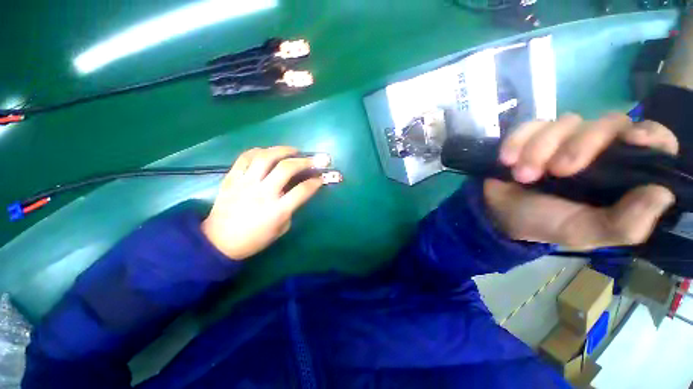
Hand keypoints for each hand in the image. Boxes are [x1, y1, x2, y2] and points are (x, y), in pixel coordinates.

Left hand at [202, 146, 325, 259]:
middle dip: (304, 161)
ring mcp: (245, 184)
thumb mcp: (281, 229)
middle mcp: (263, 193)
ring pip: (265, 158)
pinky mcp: (231, 179)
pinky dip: (258, 151)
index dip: (315, 182)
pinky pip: (244, 158)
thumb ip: (291, 209)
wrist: (219, 242)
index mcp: (277, 210)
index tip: (320, 178)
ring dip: (282, 150)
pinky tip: (267, 152)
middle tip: (312, 159)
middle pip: (286, 168)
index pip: (302, 190)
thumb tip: (295, 193)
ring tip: (292, 150)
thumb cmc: (254, 239)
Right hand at [484, 113, 677, 249]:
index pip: (653, 141)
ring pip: (566, 122)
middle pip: (608, 123)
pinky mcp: (533, 135)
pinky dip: (517, 141)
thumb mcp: (584, 232)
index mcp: (620, 174)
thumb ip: (625, 224)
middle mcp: (599, 149)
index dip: (649, 134)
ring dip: (539, 149)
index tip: (633, 141)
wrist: (500, 213)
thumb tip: (662, 194)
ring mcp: (564, 138)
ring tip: (521, 175)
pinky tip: (506, 160)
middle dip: (579, 146)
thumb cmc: (544, 222)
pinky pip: (530, 125)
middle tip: (555, 172)